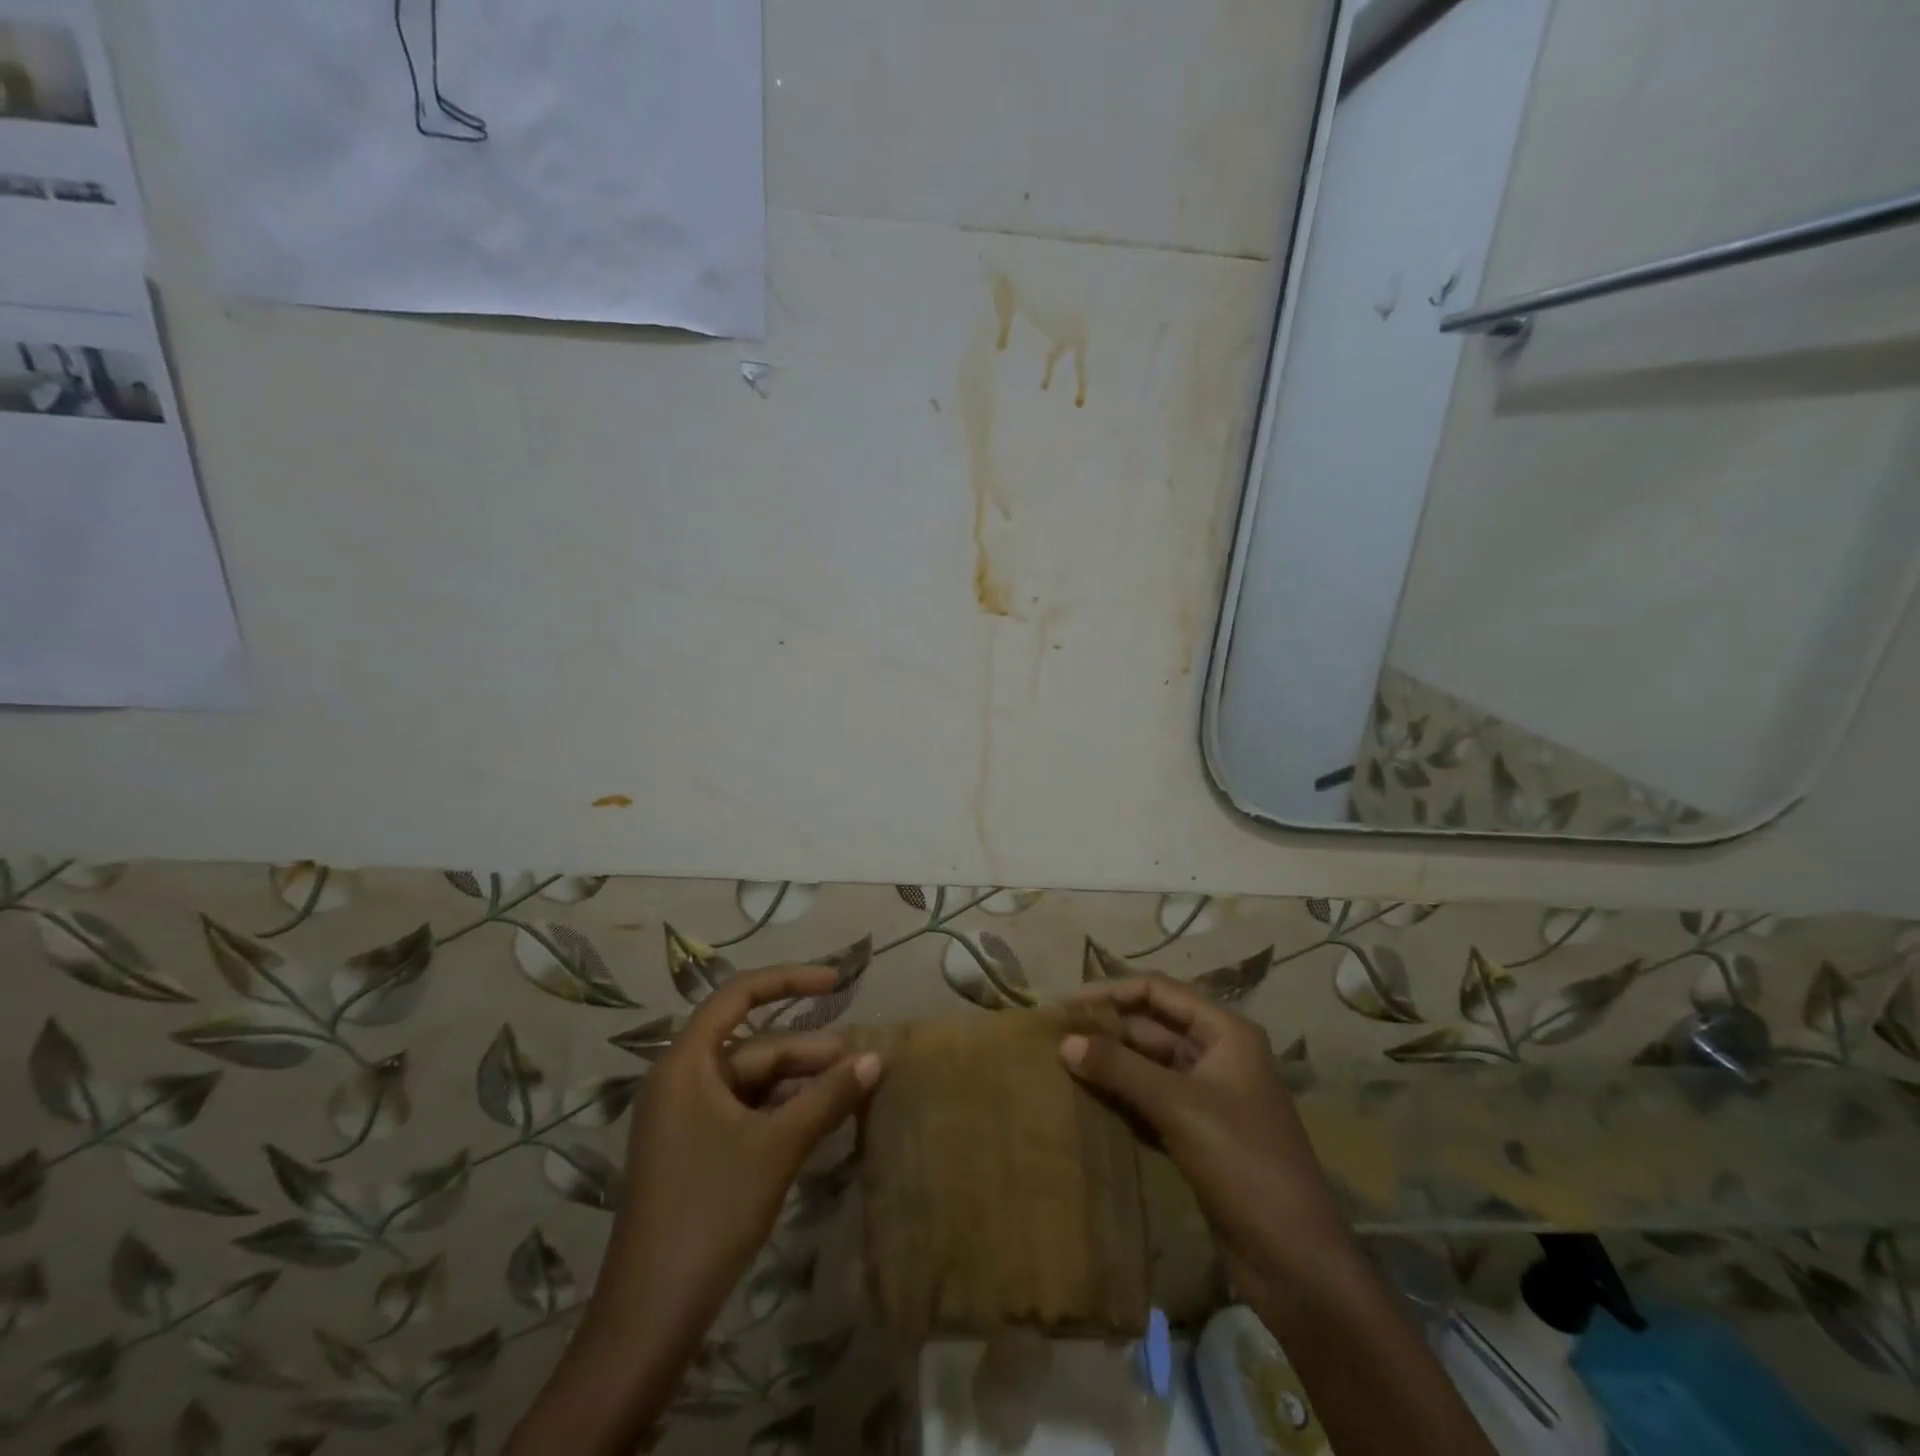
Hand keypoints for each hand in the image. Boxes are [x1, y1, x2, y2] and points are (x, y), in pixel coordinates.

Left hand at [512, 966, 880, 1455]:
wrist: (649, 1317)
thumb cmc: (710, 1212)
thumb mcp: (777, 1147)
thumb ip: (828, 1097)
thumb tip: (876, 1058)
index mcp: (686, 1063)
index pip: (738, 996)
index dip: (789, 980)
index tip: (836, 981)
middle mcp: (682, 1080)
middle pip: (754, 1046)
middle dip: (809, 1052)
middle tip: (862, 1065)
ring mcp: (686, 1118)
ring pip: (754, 1082)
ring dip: (801, 1084)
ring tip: (851, 1092)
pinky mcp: (694, 1151)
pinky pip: (746, 1112)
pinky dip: (783, 1112)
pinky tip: (820, 1123)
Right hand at [1061, 976, 1357, 1315]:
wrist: (1296, 1261)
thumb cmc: (1243, 1163)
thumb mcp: (1178, 1106)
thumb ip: (1120, 1068)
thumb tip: (1064, 1041)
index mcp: (1225, 1033)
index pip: (1159, 991)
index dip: (1112, 992)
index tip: (1067, 1005)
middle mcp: (1218, 1054)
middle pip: (1153, 1026)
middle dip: (1107, 1029)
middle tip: (1055, 1036)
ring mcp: (1209, 1095)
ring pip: (1150, 1064)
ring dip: (1111, 1063)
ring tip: (1062, 1064)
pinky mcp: (1199, 1132)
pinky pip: (1152, 1099)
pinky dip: (1123, 1095)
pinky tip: (1088, 1099)